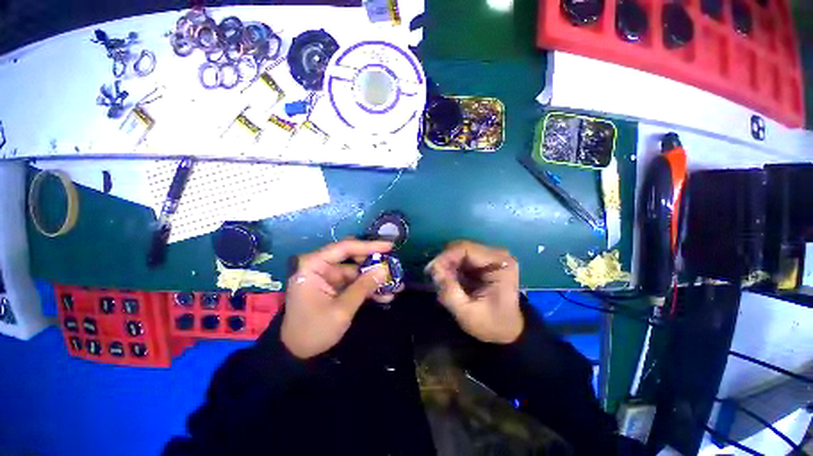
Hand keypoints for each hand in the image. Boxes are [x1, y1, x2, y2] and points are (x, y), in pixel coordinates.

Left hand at [281, 239, 398, 358]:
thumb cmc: (313, 331)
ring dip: (374, 279)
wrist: (297, 355)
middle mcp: (321, 267)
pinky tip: (385, 295)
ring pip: (357, 272)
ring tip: (395, 285)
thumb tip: (384, 270)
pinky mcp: (334, 288)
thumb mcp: (341, 310)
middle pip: (352, 258)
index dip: (369, 245)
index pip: (344, 248)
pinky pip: (354, 283)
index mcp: (314, 266)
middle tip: (394, 268)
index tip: (389, 246)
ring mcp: (328, 278)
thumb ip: (363, 287)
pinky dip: (368, 288)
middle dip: (374, 264)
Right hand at [427, 241, 522, 343]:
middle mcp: (496, 254)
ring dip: (447, 265)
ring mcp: (490, 256)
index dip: (445, 257)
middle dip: (445, 262)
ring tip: (442, 283)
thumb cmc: (491, 324)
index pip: (466, 248)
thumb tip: (433, 270)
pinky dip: (452, 268)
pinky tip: (450, 281)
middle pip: (461, 248)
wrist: (507, 331)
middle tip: (435, 279)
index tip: (431, 271)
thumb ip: (449, 292)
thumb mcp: (467, 313)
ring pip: (458, 251)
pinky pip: (461, 258)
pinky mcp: (483, 261)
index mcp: (500, 263)